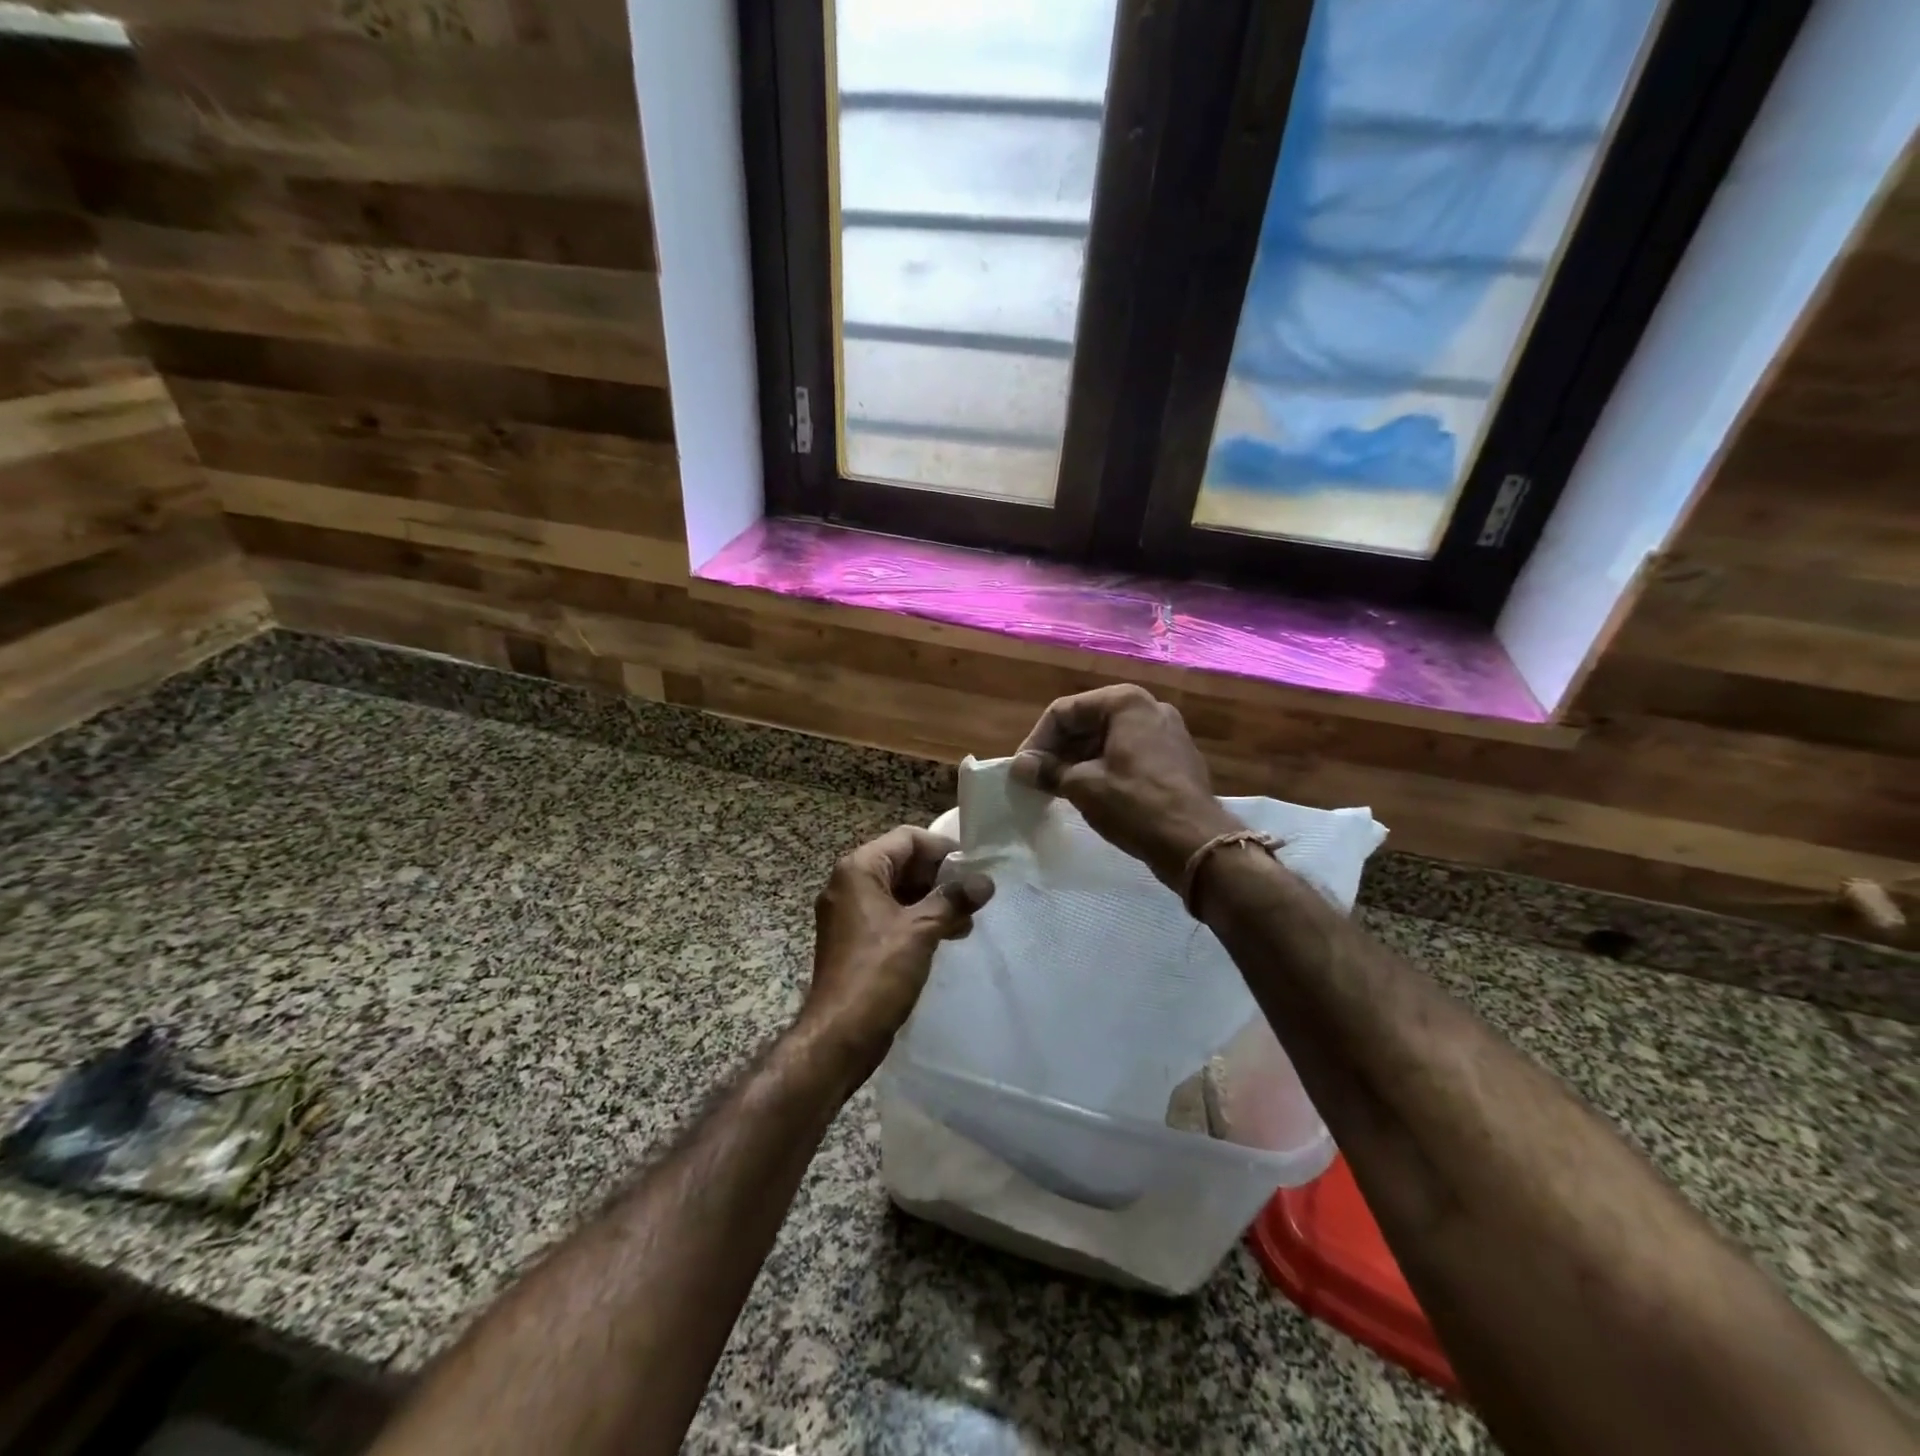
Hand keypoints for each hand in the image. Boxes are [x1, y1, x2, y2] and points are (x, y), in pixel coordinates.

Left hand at [801, 826, 994, 1081]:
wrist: (839, 1036)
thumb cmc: (877, 973)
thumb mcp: (921, 930)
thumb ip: (953, 900)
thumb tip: (985, 881)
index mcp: (858, 870)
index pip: (907, 839)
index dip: (942, 849)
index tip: (973, 868)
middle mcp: (849, 884)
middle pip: (902, 863)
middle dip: (940, 878)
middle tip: (974, 896)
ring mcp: (850, 913)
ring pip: (899, 891)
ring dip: (933, 901)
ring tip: (966, 921)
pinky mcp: (856, 940)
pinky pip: (892, 916)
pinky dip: (919, 920)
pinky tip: (946, 937)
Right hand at [1010, 684, 1239, 886]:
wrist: (1196, 843)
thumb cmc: (1135, 804)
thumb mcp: (1083, 786)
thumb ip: (1048, 771)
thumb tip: (1019, 767)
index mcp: (1125, 702)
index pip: (1065, 711)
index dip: (1038, 740)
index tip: (1023, 771)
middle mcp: (1149, 708)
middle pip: (1087, 722)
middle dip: (1058, 751)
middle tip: (1037, 781)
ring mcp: (1166, 734)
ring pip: (1107, 740)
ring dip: (1078, 762)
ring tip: (1057, 790)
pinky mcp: (1174, 760)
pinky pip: (1128, 756)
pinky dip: (1103, 770)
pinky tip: (1089, 795)